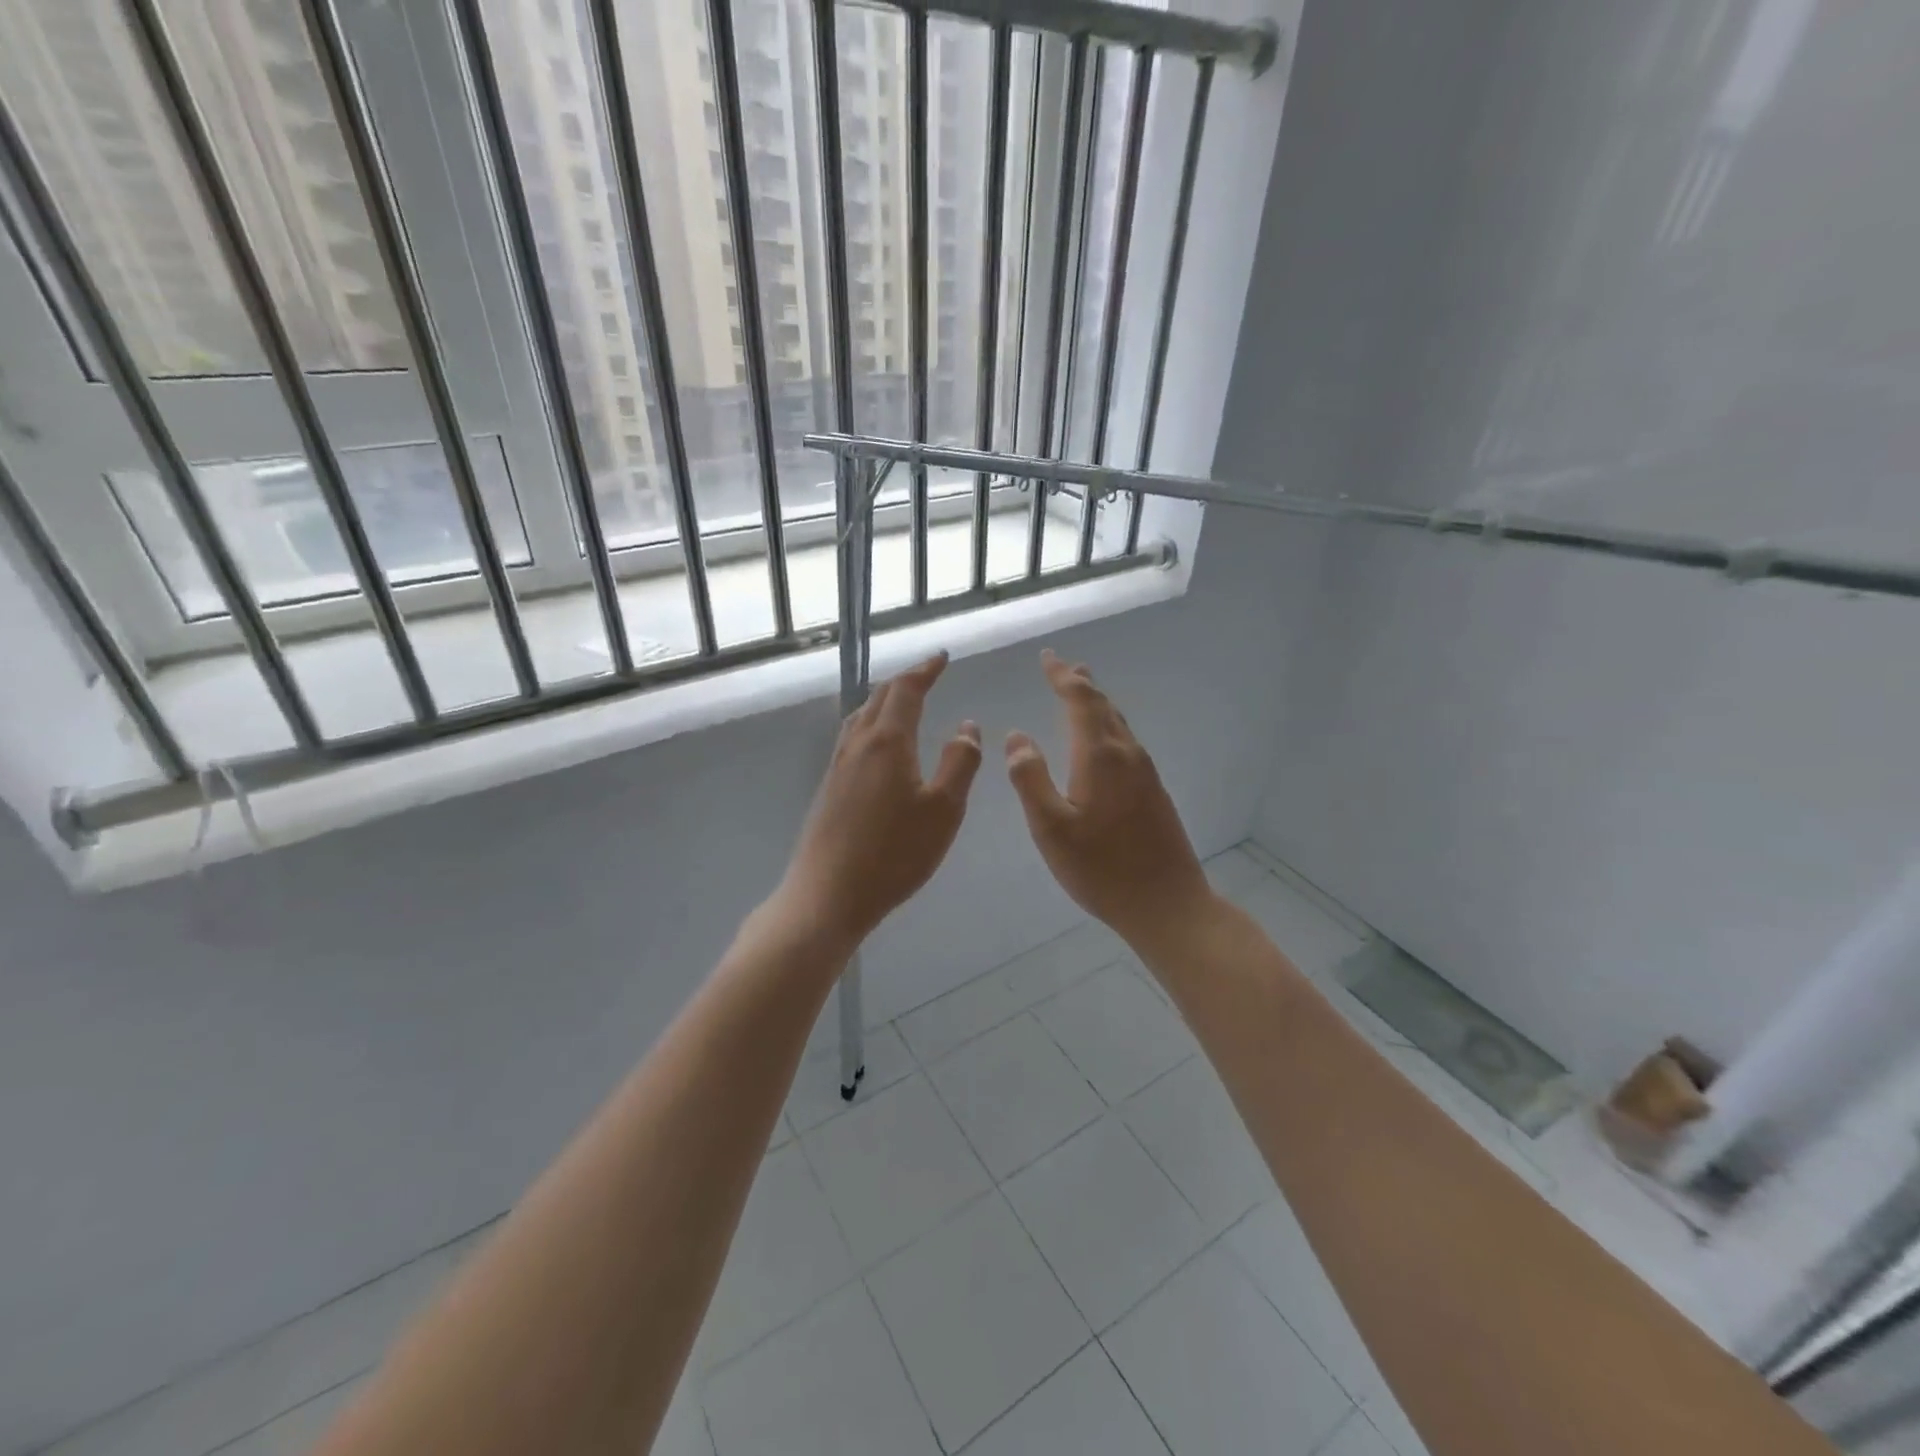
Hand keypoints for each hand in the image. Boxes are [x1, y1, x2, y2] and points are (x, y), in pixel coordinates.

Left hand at [777, 652, 981, 947]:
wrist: (828, 894)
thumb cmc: (894, 853)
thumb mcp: (943, 810)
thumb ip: (960, 763)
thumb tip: (967, 726)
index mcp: (887, 742)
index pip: (906, 690)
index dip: (925, 670)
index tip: (942, 657)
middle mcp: (858, 744)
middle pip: (880, 698)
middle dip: (906, 681)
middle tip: (928, 674)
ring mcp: (837, 766)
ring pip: (861, 717)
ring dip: (885, 701)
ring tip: (903, 702)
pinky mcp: (828, 788)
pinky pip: (852, 739)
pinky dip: (872, 724)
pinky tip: (878, 747)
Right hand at [1006, 650, 1214, 951]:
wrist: (1167, 904)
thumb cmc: (1101, 869)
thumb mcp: (1051, 828)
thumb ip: (1030, 779)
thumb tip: (1017, 736)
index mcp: (1100, 757)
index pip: (1080, 701)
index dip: (1062, 676)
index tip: (1047, 657)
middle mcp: (1127, 755)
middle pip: (1103, 706)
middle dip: (1080, 683)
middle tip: (1062, 666)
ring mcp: (1145, 773)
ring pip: (1118, 723)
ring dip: (1096, 703)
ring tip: (1080, 691)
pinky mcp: (1154, 792)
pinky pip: (1126, 743)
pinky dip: (1107, 726)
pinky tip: (1102, 741)